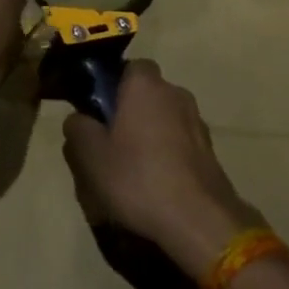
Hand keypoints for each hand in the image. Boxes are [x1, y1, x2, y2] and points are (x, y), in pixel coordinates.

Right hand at [61, 61, 260, 276]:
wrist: (200, 221)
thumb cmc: (139, 178)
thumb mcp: (91, 156)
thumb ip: (78, 129)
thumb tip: (78, 118)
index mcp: (145, 85)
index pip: (128, 67)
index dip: (112, 86)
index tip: (98, 112)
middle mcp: (175, 93)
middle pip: (146, 95)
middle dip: (130, 113)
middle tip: (109, 144)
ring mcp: (197, 122)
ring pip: (164, 119)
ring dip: (150, 136)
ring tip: (132, 171)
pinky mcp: (210, 151)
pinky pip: (179, 143)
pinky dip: (168, 156)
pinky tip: (156, 186)